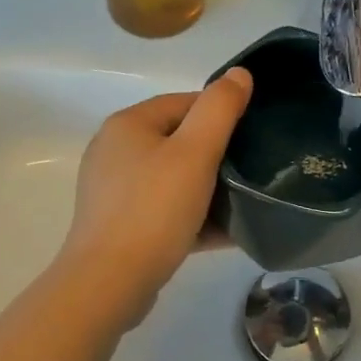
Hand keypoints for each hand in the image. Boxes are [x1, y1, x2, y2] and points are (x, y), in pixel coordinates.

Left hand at [53, 69, 253, 329]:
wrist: (108, 286)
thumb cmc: (154, 210)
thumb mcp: (195, 152)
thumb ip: (220, 108)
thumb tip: (239, 73)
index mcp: (128, 125)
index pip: (184, 103)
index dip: (221, 116)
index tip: (251, 138)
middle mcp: (114, 151)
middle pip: (179, 141)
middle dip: (217, 156)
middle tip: (250, 172)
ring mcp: (113, 191)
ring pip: (173, 179)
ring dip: (208, 190)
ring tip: (243, 204)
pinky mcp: (118, 226)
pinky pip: (164, 211)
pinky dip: (192, 217)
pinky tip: (225, 233)